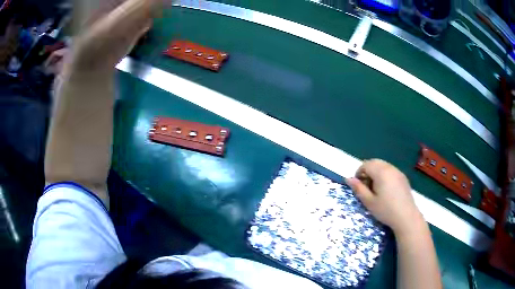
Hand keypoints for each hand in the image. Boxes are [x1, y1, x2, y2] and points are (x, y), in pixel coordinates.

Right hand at [346, 159, 423, 235]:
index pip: (366, 164)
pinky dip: (384, 175)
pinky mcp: (403, 177)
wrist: (406, 216)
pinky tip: (386, 190)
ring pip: (383, 165)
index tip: (359, 186)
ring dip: (376, 172)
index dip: (359, 173)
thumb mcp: (369, 202)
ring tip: (376, 189)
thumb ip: (358, 188)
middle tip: (366, 187)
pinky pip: (390, 170)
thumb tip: (348, 179)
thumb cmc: (385, 210)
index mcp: (381, 172)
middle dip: (367, 171)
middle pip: (374, 162)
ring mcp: (398, 171)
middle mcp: (390, 168)